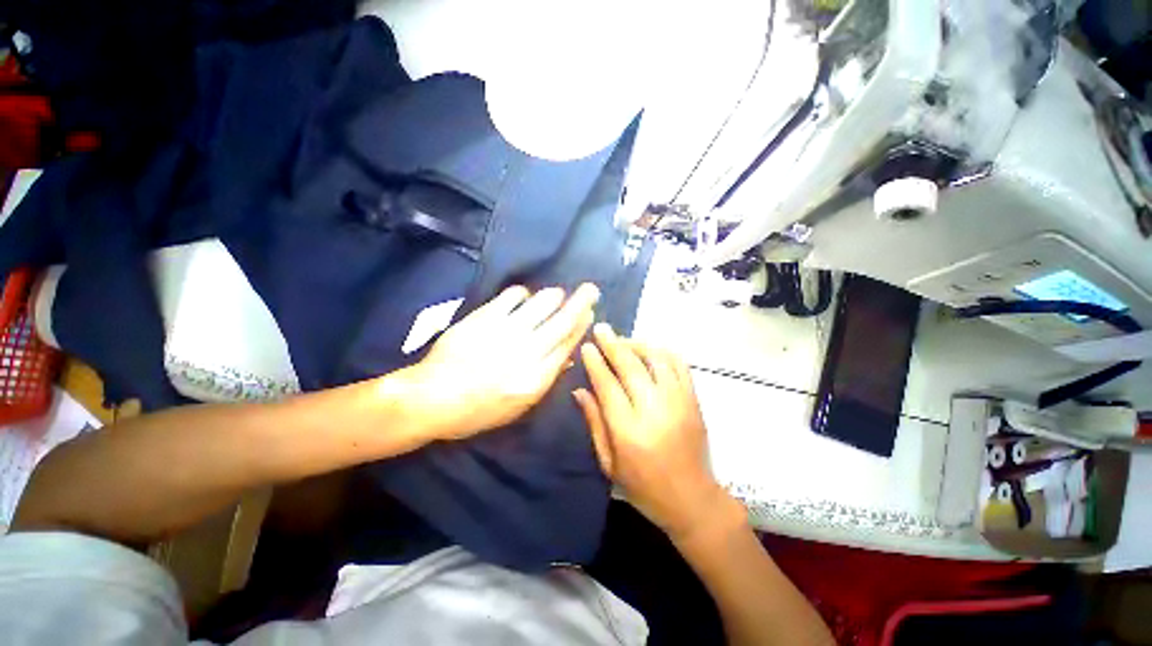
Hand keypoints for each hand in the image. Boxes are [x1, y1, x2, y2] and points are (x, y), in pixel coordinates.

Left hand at [396, 283, 598, 440]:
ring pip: (542, 303)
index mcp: (537, 377)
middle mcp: (527, 351)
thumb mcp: (518, 407)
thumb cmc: (478, 410)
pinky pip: (513, 296)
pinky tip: (523, 297)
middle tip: (591, 289)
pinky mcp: (485, 317)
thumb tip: (566, 356)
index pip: (568, 344)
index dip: (582, 326)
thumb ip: (545, 379)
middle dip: (581, 302)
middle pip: (562, 321)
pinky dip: (523, 293)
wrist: (432, 398)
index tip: (590, 313)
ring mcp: (506, 331)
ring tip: (558, 294)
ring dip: (555, 295)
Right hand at [575, 324, 732, 541]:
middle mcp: (654, 410)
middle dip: (613, 344)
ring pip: (656, 359)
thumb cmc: (643, 486)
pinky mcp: (693, 399)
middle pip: (630, 366)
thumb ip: (594, 422)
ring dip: (637, 343)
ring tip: (623, 340)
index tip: (586, 346)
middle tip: (601, 328)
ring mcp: (678, 401)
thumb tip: (579, 390)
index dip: (595, 363)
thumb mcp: (609, 462)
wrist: (692, 498)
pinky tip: (650, 349)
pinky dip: (663, 351)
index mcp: (629, 431)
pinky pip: (679, 364)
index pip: (608, 385)